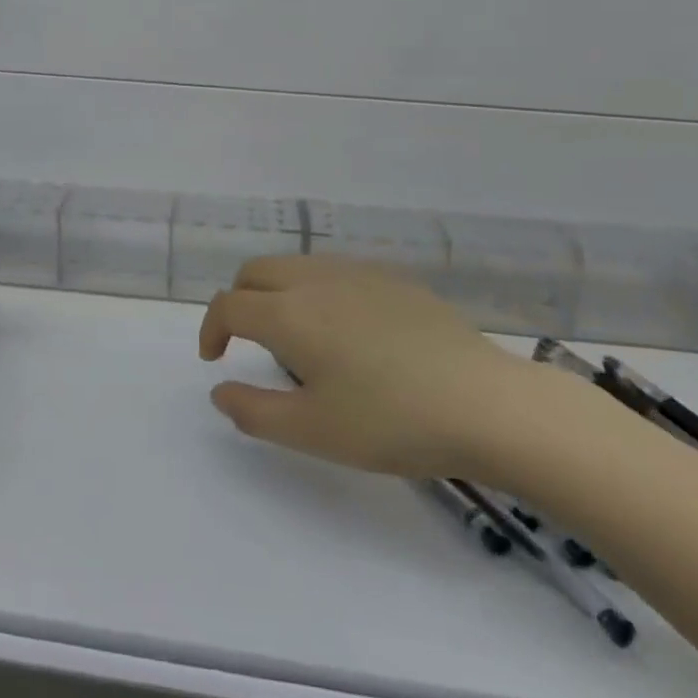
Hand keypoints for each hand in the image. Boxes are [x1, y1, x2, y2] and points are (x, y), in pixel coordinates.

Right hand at [199, 255, 537, 478]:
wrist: (486, 404)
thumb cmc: (391, 421)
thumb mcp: (312, 431)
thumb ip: (253, 411)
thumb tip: (220, 390)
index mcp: (289, 314)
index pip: (229, 305)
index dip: (211, 329)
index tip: (215, 360)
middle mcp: (315, 280)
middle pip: (256, 272)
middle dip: (239, 301)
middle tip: (247, 342)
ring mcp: (358, 273)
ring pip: (296, 265)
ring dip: (276, 291)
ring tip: (296, 337)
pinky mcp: (393, 278)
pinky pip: (335, 271)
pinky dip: (316, 290)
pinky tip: (347, 329)